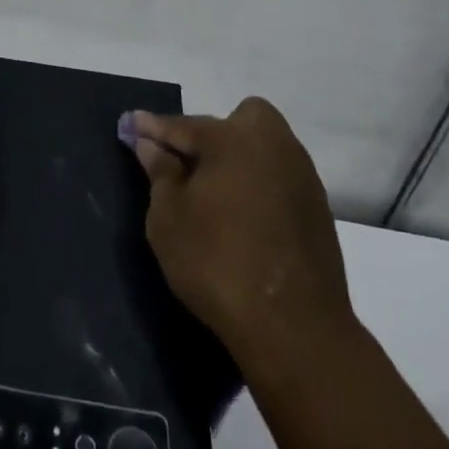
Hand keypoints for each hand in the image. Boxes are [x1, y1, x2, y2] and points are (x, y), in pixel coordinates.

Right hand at [122, 97, 355, 363]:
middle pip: (238, 121)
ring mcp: (302, 175)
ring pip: (262, 149)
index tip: (129, 123)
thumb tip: (150, 143)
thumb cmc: (217, 263)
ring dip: (237, 159)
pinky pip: (278, 178)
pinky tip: (242, 216)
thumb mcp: (169, 218)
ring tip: (213, 193)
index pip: (183, 125)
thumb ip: (160, 172)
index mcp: (234, 139)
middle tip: (188, 165)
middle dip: (211, 133)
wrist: (294, 327)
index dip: (152, 127)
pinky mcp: (318, 207)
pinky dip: (257, 185)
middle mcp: (274, 144)